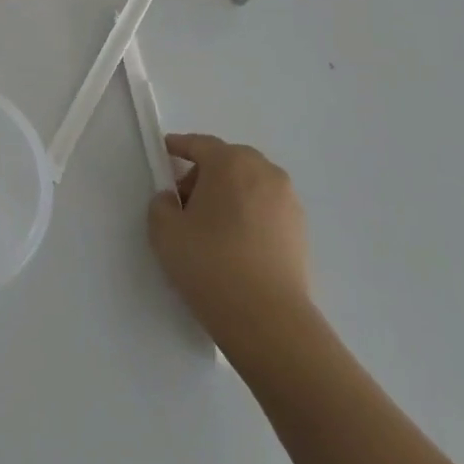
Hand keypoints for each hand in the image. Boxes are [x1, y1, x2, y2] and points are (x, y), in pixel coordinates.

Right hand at [148, 135, 312, 365]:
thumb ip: (162, 204)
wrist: (267, 318)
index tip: (164, 152)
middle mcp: (264, 172)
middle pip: (228, 161)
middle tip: (184, 199)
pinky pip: (266, 208)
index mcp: (230, 163)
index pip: (200, 144)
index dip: (179, 146)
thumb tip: (174, 200)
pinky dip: (248, 213)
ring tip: (210, 225)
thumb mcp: (164, 230)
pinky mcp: (301, 230)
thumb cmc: (209, 263)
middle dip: (205, 173)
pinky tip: (234, 242)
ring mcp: (288, 201)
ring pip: (250, 184)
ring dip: (229, 193)